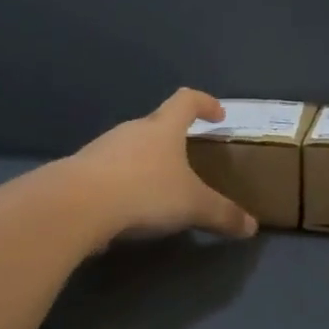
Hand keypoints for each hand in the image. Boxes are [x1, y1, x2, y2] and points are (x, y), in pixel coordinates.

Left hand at [67, 89, 258, 244]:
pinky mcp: (81, 171)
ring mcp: (102, 148)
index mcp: (163, 128)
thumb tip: (252, 227)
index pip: (186, 100)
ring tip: (159, 187)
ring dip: (146, 161)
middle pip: (157, 124)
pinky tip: (128, 207)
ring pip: (131, 147)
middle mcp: (132, 130)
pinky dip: (123, 182)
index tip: (218, 114)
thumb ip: (223, 214)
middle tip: (189, 159)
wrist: (77, 205)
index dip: (205, 103)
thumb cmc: (144, 192)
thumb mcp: (193, 206)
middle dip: (174, 138)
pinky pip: (110, 171)